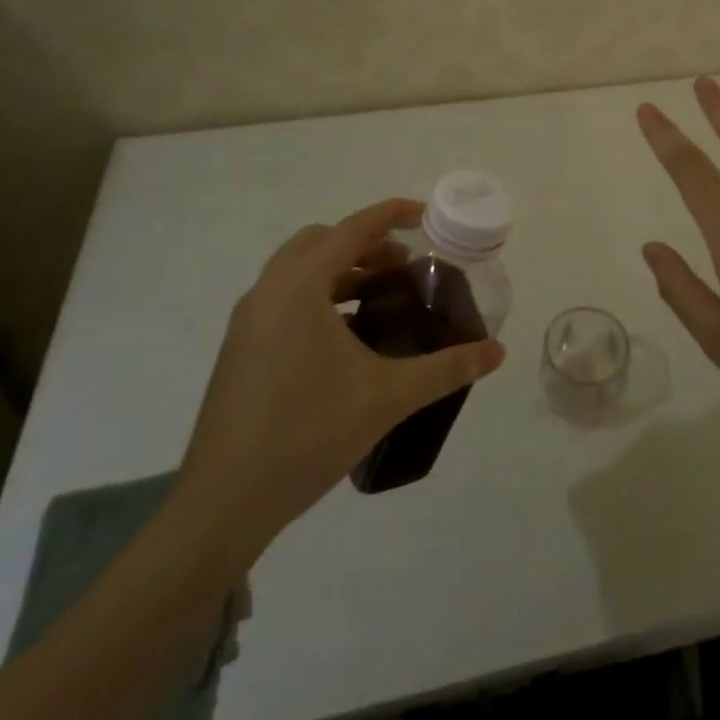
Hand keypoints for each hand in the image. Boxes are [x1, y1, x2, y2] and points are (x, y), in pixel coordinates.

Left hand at [172, 198, 505, 568]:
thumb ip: (446, 368)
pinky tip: (345, 337)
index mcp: (299, 286)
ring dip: (341, 269)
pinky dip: (318, 295)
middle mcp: (268, 291)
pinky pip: (284, 298)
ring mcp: (247, 321)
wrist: (222, 504)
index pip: (354, 228)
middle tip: (404, 267)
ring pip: (298, 269)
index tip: (426, 216)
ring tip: (380, 298)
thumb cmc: (307, 434)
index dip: (393, 214)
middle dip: (366, 243)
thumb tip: (497, 352)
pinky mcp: (239, 348)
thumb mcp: (387, 396)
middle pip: (322, 240)